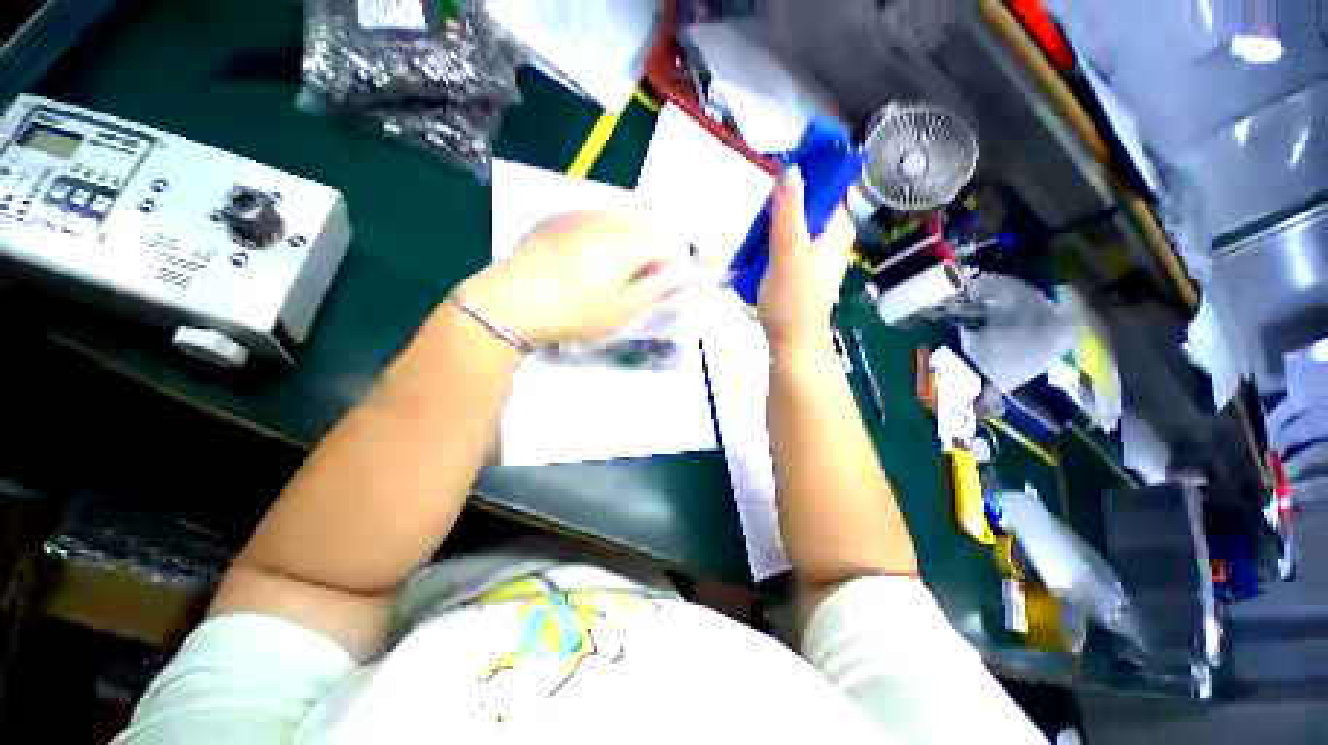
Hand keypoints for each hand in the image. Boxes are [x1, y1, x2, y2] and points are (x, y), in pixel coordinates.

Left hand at [456, 211, 686, 345]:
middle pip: (647, 228)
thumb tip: (688, 281)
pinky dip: (603, 239)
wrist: (509, 303)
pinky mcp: (558, 219)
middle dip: (652, 254)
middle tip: (637, 285)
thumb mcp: (622, 310)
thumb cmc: (574, 312)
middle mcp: (608, 218)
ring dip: (628, 245)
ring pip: (621, 222)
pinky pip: (594, 221)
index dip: (673, 266)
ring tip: (611, 275)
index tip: (661, 288)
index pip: (669, 242)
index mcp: (628, 241)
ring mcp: (579, 214)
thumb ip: (660, 292)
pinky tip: (586, 263)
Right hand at [757, 166, 855, 352]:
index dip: (804, 178)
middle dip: (781, 209)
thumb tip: (792, 169)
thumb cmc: (793, 299)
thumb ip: (788, 212)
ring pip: (793, 225)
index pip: (827, 186)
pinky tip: (758, 256)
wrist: (792, 341)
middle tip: (760, 223)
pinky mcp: (802, 268)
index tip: (776, 186)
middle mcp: (831, 237)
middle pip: (806, 205)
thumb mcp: (788, 252)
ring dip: (772, 228)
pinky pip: (786, 244)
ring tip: (756, 243)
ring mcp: (816, 254)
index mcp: (837, 228)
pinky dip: (771, 244)